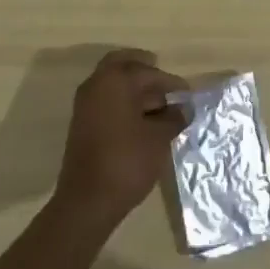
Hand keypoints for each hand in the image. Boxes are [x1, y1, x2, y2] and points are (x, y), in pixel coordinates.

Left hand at [51, 48, 188, 233]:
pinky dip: (123, 102)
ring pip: (113, 84)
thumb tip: (184, 109)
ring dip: (134, 89)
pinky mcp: (82, 125)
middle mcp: (96, 85)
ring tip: (160, 107)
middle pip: (123, 65)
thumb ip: (174, 118)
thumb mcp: (159, 139)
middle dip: (144, 71)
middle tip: (164, 82)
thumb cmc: (127, 162)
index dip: (171, 82)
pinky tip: (142, 121)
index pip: (148, 72)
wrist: (87, 202)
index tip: (187, 93)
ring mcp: (85, 105)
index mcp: (115, 80)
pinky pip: (106, 101)